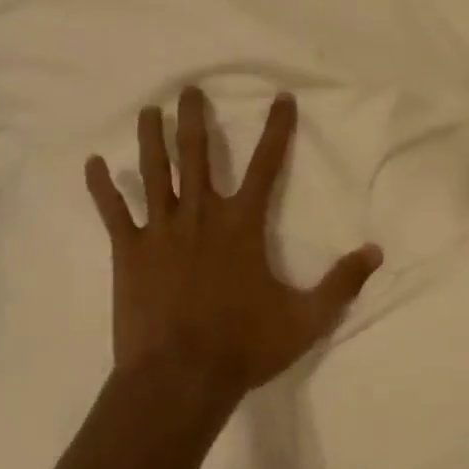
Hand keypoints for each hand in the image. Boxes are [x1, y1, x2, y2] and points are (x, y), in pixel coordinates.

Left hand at [85, 88, 382, 405]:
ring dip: (151, 138)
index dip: (276, 129)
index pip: (266, 164)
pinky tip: (92, 163)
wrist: (180, 379)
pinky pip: (113, 212)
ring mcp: (161, 230)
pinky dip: (101, 187)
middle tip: (189, 89)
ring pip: (155, 171)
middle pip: (197, 153)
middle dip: (195, 117)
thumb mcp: (306, 318)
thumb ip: (342, 282)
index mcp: (242, 224)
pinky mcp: (129, 251)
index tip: (281, 98)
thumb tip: (377, 251)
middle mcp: (201, 214)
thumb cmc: (244, 346)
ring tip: (148, 110)